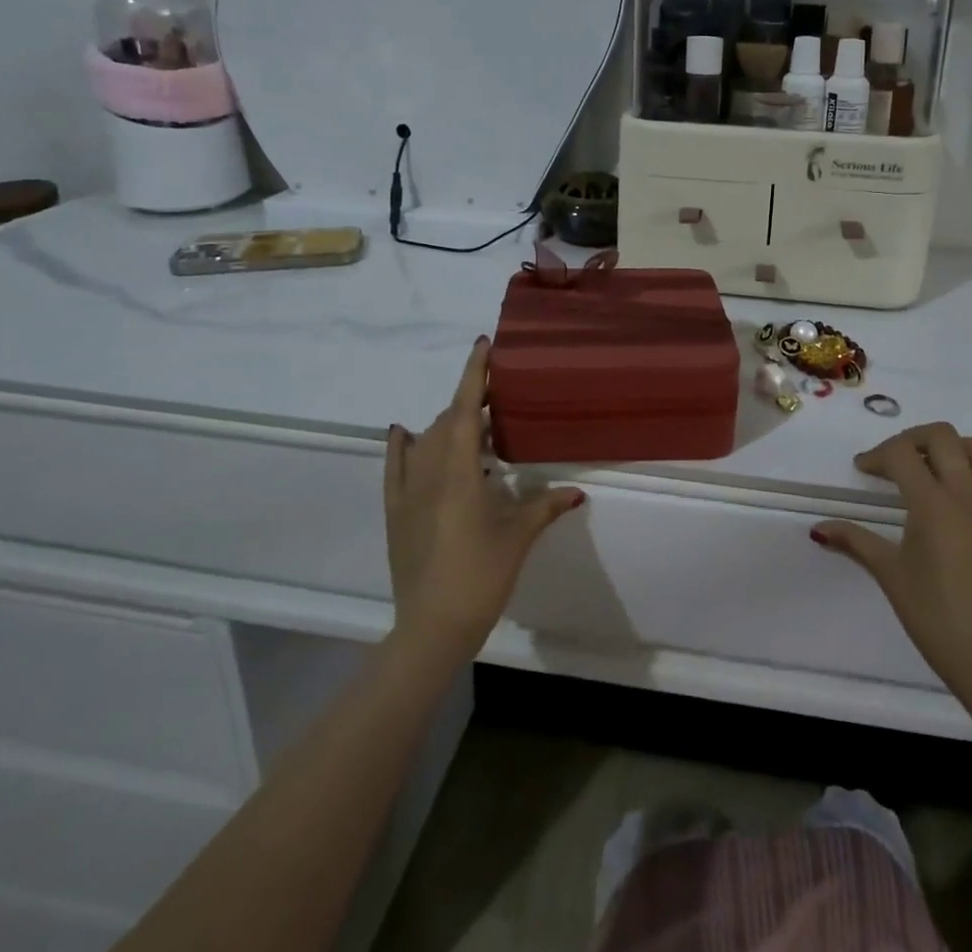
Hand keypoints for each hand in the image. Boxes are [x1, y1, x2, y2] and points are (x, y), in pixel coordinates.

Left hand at [385, 338, 583, 668]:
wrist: (431, 626)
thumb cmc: (481, 576)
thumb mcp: (518, 537)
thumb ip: (546, 507)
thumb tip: (577, 492)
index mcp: (460, 472)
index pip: (467, 410)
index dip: (475, 375)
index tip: (483, 345)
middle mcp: (430, 471)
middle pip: (449, 421)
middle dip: (472, 402)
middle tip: (500, 399)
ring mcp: (407, 491)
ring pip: (426, 440)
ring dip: (448, 424)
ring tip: (475, 426)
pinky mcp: (395, 511)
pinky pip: (394, 467)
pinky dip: (401, 445)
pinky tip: (403, 432)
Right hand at [812, 423, 971, 703]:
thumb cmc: (935, 617)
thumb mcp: (890, 574)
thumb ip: (855, 541)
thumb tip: (818, 528)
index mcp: (932, 504)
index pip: (901, 454)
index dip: (877, 455)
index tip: (865, 470)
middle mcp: (969, 494)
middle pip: (943, 436)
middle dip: (914, 439)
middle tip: (899, 461)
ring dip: (958, 449)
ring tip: (941, 469)